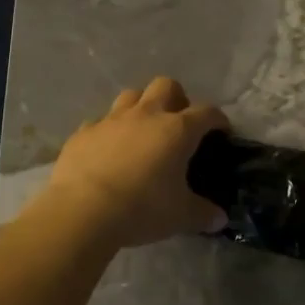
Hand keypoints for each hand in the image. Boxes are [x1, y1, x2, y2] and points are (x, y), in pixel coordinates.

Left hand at [40, 77, 229, 248]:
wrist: (82, 211)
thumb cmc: (142, 208)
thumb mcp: (181, 217)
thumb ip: (203, 214)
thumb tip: (220, 219)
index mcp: (177, 130)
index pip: (207, 112)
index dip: (217, 119)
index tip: (221, 131)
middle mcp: (146, 115)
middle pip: (166, 86)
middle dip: (177, 99)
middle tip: (178, 123)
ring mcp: (111, 120)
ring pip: (131, 96)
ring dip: (141, 107)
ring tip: (142, 131)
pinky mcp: (84, 132)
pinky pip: (100, 123)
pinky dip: (108, 132)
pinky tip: (107, 151)